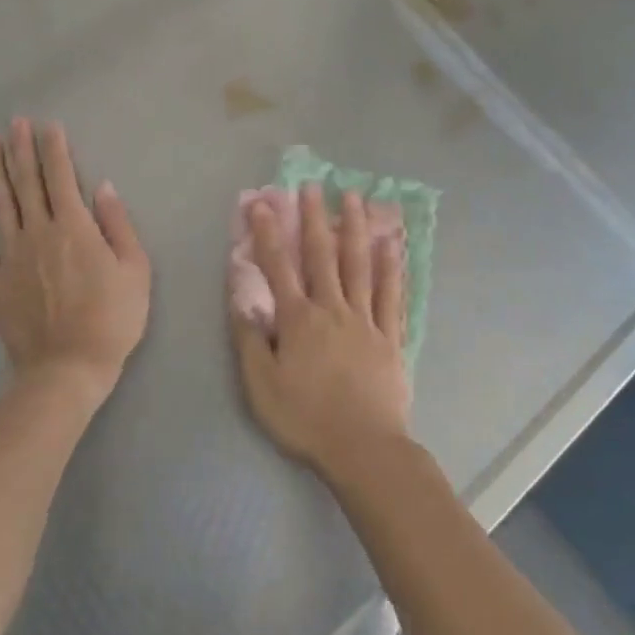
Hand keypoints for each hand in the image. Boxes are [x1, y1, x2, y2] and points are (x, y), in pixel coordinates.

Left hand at [0, 119, 150, 398]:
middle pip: (27, 183)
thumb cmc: (113, 318)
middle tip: (14, 122)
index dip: (54, 149)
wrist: (69, 369)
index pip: (62, 177)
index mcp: (75, 227)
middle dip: (21, 149)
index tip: (47, 125)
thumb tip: (102, 186)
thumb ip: (118, 224)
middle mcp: (39, 232)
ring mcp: (11, 256)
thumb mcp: (136, 269)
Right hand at [232, 185, 412, 479]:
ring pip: (359, 264)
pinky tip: (392, 244)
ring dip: (354, 228)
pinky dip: (391, 267)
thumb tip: (241, 298)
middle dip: (314, 218)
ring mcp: (365, 319)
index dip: (268, 233)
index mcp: (299, 319)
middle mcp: (332, 308)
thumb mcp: (261, 385)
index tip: (263, 203)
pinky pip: (390, 294)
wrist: (363, 448)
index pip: (279, 267)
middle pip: (322, 255)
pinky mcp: (390, 336)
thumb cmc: (306, 418)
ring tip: (354, 197)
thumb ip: (250, 339)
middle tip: (313, 186)